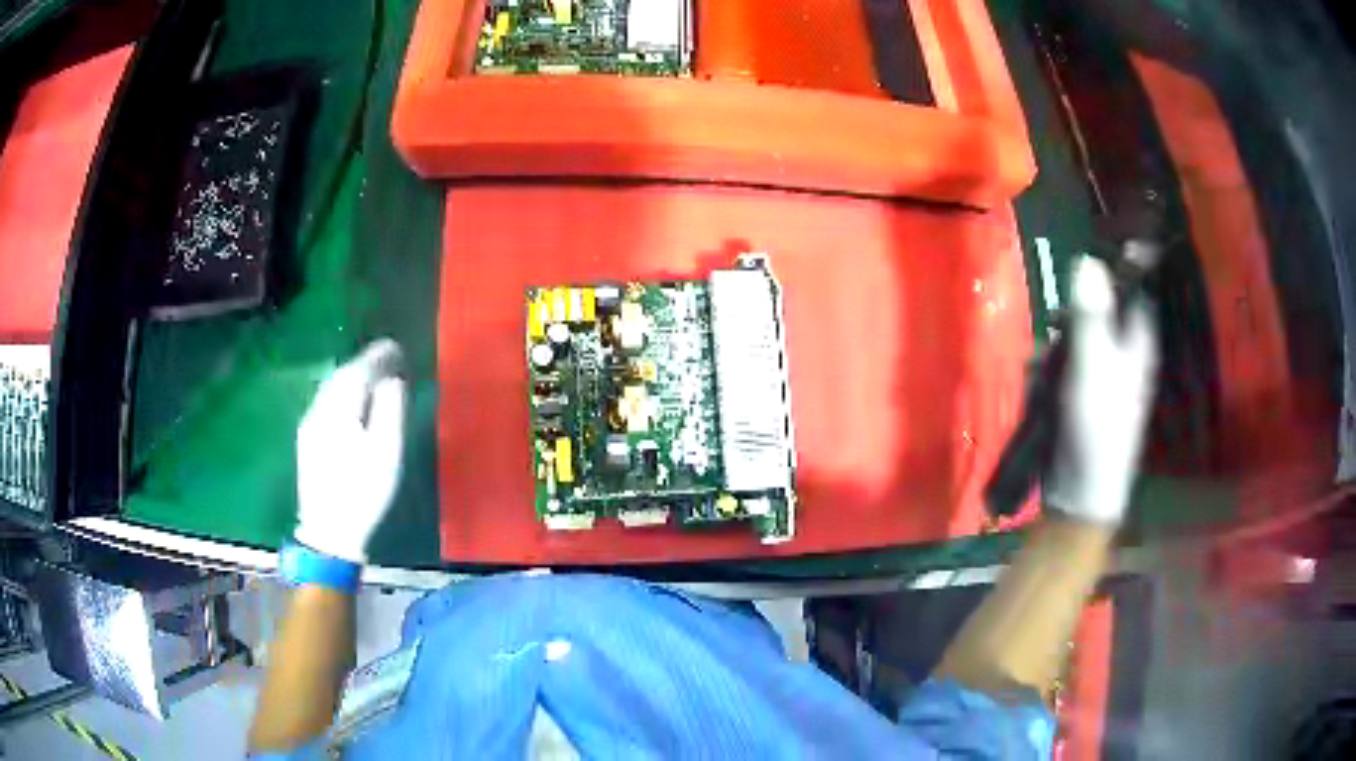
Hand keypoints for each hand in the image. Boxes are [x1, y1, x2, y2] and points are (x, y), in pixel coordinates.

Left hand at [294, 339, 406, 562]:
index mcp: (340, 409)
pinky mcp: (307, 439)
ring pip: (331, 387)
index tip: (397, 347)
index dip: (378, 356)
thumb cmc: (363, 491)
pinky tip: (351, 402)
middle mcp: (319, 409)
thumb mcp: (387, 452)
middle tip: (388, 358)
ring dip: (352, 376)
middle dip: (364, 363)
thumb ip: (390, 409)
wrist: (328, 530)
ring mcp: (309, 424)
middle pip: (341, 375)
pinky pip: (326, 401)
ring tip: (373, 376)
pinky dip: (342, 392)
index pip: (358, 370)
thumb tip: (393, 380)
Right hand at [1044, 256, 1157, 526]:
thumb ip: (1090, 313)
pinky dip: (1047, 371)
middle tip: (1057, 329)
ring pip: (1074, 338)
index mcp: (1138, 340)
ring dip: (1054, 347)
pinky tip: (1037, 385)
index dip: (1113, 272)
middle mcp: (1123, 352)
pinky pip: (1062, 366)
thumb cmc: (1097, 424)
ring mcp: (1102, 373)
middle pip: (1097, 310)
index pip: (1132, 289)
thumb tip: (1088, 259)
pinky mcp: (1081, 393)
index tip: (1082, 265)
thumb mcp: (1092, 363)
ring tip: (1042, 368)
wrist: (1080, 491)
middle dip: (1071, 317)